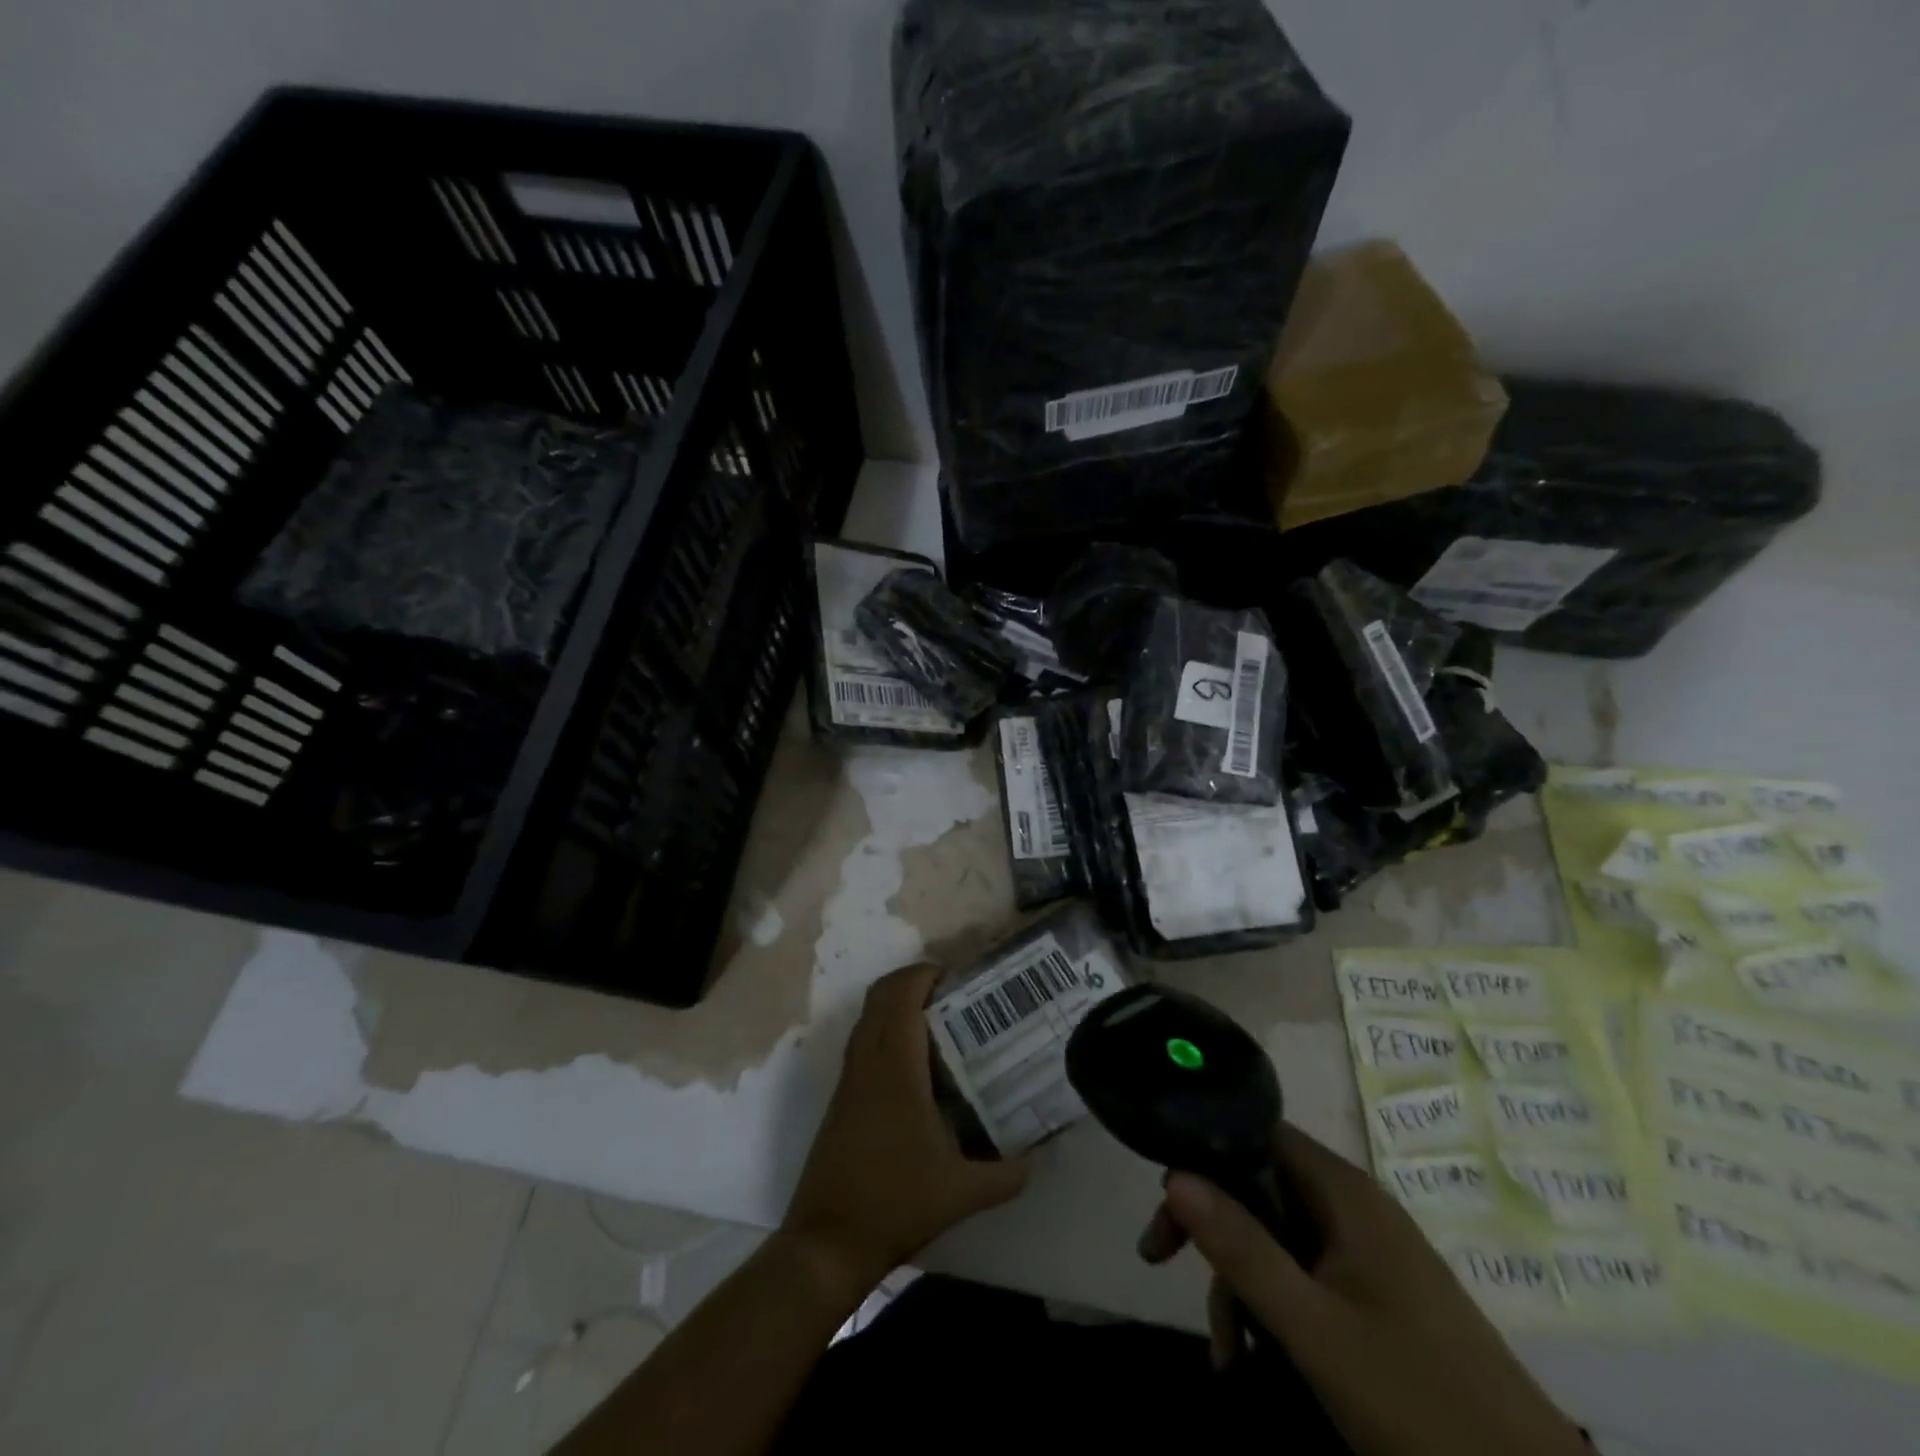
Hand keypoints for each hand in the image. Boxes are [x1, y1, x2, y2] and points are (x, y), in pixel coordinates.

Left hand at [781, 965, 1028, 1295]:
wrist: (828, 1242)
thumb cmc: (895, 1203)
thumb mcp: (962, 1192)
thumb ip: (1007, 1174)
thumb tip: (1038, 1158)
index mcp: (895, 1068)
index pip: (901, 995)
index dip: (925, 974)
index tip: (958, 977)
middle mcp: (866, 1062)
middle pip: (880, 995)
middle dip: (913, 982)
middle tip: (954, 995)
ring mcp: (849, 1079)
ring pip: (868, 1017)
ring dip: (897, 1005)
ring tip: (940, 1022)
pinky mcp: (841, 1098)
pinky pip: (863, 1042)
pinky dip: (886, 1030)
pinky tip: (917, 1064)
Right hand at [1139, 1124, 1586, 1455]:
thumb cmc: (1418, 1401)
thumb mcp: (1313, 1329)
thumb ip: (1240, 1248)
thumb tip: (1173, 1174)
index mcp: (1344, 1192)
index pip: (1255, 1133)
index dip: (1203, 1154)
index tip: (1165, 1198)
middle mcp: (1354, 1206)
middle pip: (1259, 1187)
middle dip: (1212, 1231)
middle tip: (1161, 1262)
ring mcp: (1369, 1252)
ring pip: (1277, 1239)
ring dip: (1241, 1287)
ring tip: (1229, 1359)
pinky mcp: (1378, 1295)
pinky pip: (1305, 1276)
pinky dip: (1274, 1309)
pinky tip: (1259, 1360)